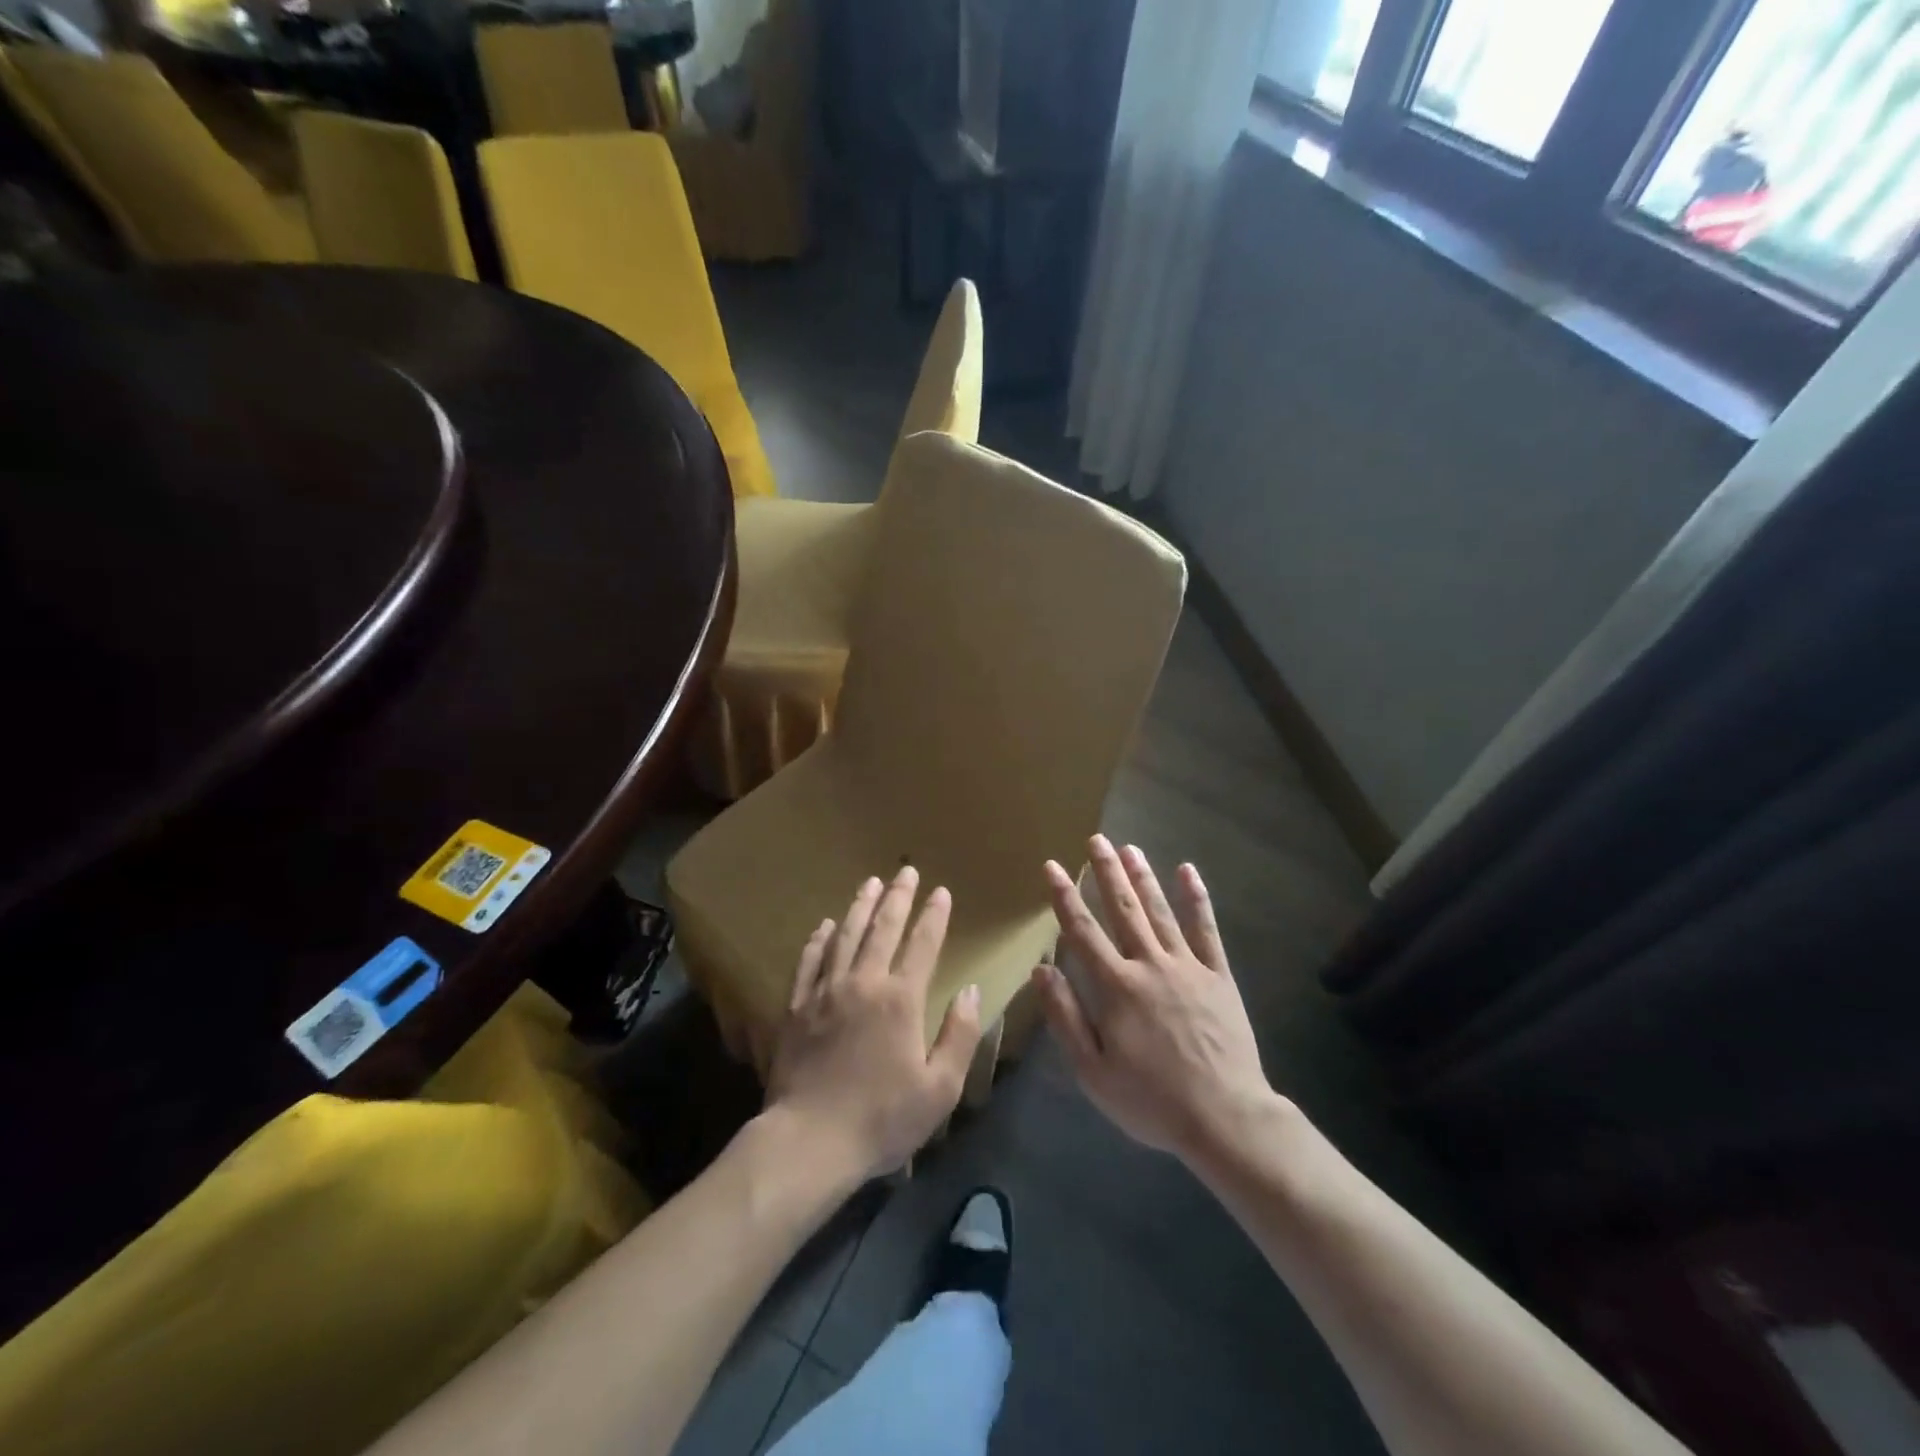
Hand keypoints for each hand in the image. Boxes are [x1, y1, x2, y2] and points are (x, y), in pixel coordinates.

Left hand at [765, 867, 983, 1182]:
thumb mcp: (939, 1089)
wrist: (809, 1141)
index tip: (941, 891)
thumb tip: (971, 990)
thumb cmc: (881, 1119)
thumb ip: (959, 1035)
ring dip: (860, 907)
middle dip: (897, 897)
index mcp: (900, 1000)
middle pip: (882, 929)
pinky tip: (825, 925)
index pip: (922, 945)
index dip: (934, 916)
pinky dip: (819, 939)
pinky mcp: (797, 1007)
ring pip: (845, 936)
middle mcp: (863, 983)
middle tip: (906, 871)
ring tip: (870, 883)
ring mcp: (826, 992)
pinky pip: (810, 961)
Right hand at [1034, 837, 1279, 1167]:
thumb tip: (1041, 968)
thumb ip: (1066, 1016)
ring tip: (1130, 847)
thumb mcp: (1093, 1071)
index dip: (1064, 896)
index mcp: (1116, 987)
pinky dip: (1197, 899)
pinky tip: (1188, 872)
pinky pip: (1207, 930)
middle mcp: (1150, 965)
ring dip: (1143, 878)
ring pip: (1161, 912)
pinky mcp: (1218, 976)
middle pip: (1123, 910)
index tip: (1051, 866)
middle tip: (1096, 839)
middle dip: (1106, 872)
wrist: (1225, 1118)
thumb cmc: (1151, 1100)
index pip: (1082, 931)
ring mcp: (1188, 967)